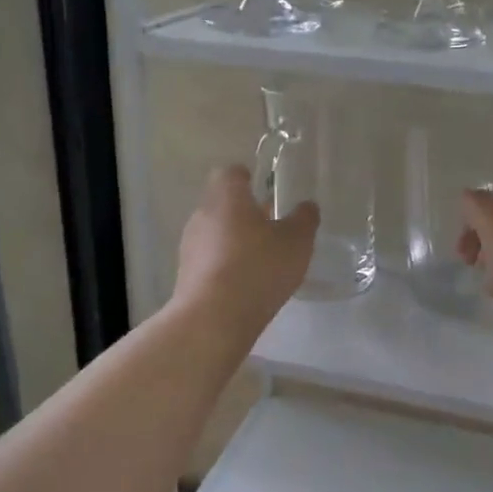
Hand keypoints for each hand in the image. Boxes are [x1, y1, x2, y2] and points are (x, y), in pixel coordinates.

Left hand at [172, 165, 319, 341]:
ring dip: (235, 241)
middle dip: (245, 212)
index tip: (265, 189)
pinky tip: (246, 284)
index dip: (248, 178)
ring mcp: (190, 245)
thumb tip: (307, 206)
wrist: (213, 318)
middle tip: (272, 226)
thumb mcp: (296, 242)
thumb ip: (304, 220)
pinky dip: (226, 265)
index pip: (231, 173)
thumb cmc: (258, 268)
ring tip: (262, 260)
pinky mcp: (186, 274)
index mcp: (227, 196)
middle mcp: (202, 214)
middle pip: (223, 203)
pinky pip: (210, 260)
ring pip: (215, 233)